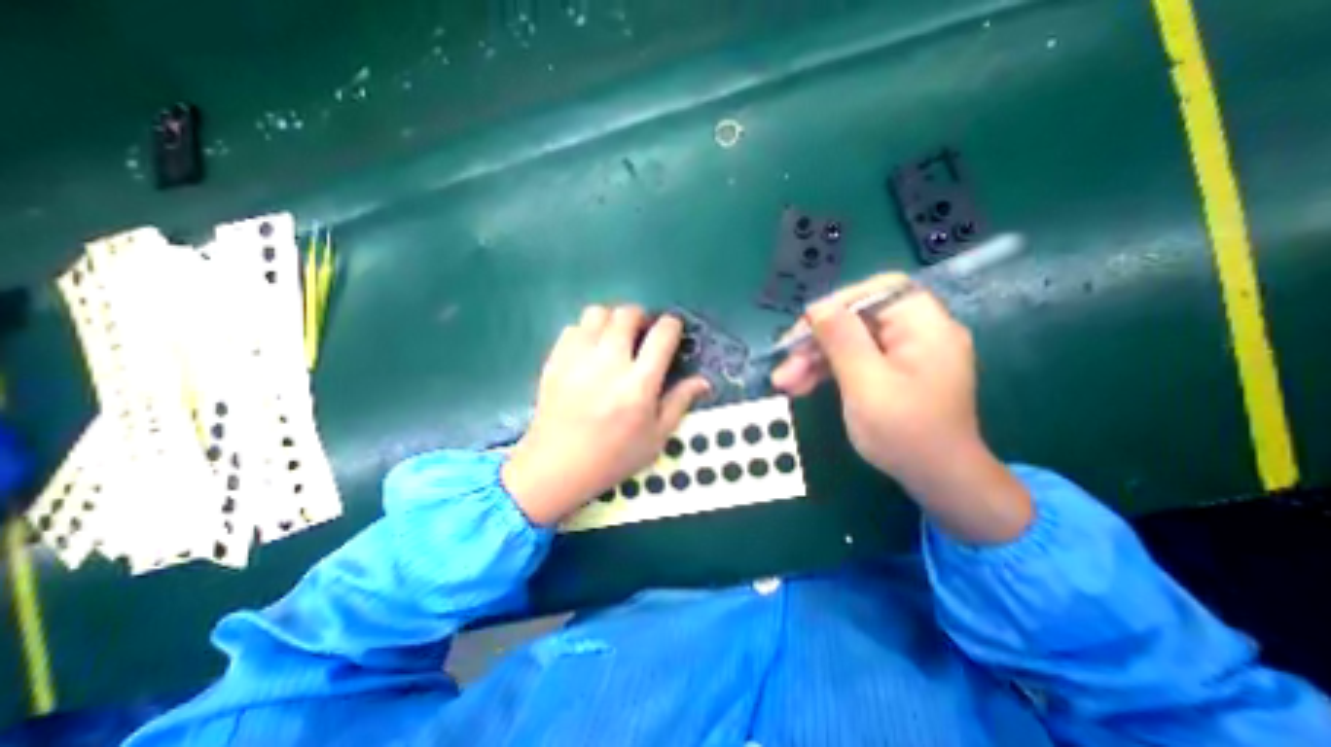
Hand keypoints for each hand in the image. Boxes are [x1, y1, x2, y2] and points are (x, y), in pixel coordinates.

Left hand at [503, 304, 712, 524]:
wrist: (556, 467)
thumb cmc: (613, 457)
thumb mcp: (656, 438)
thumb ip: (680, 403)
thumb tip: (703, 381)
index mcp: (639, 384)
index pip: (662, 335)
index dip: (672, 325)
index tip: (672, 330)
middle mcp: (609, 363)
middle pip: (628, 314)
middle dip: (641, 317)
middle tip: (643, 334)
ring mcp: (578, 358)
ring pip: (598, 313)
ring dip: (613, 319)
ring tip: (615, 338)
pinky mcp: (556, 360)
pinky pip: (574, 327)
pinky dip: (588, 331)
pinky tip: (591, 350)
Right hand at [771, 275, 973, 482]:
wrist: (937, 480)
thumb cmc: (905, 433)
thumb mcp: (866, 384)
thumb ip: (842, 341)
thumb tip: (817, 307)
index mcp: (924, 326)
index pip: (879, 291)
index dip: (838, 303)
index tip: (806, 326)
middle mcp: (916, 333)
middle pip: (857, 319)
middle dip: (816, 341)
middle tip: (784, 364)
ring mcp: (902, 354)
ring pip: (848, 342)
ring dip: (814, 360)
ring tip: (783, 382)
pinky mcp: (890, 372)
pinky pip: (853, 360)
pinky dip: (826, 371)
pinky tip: (800, 386)